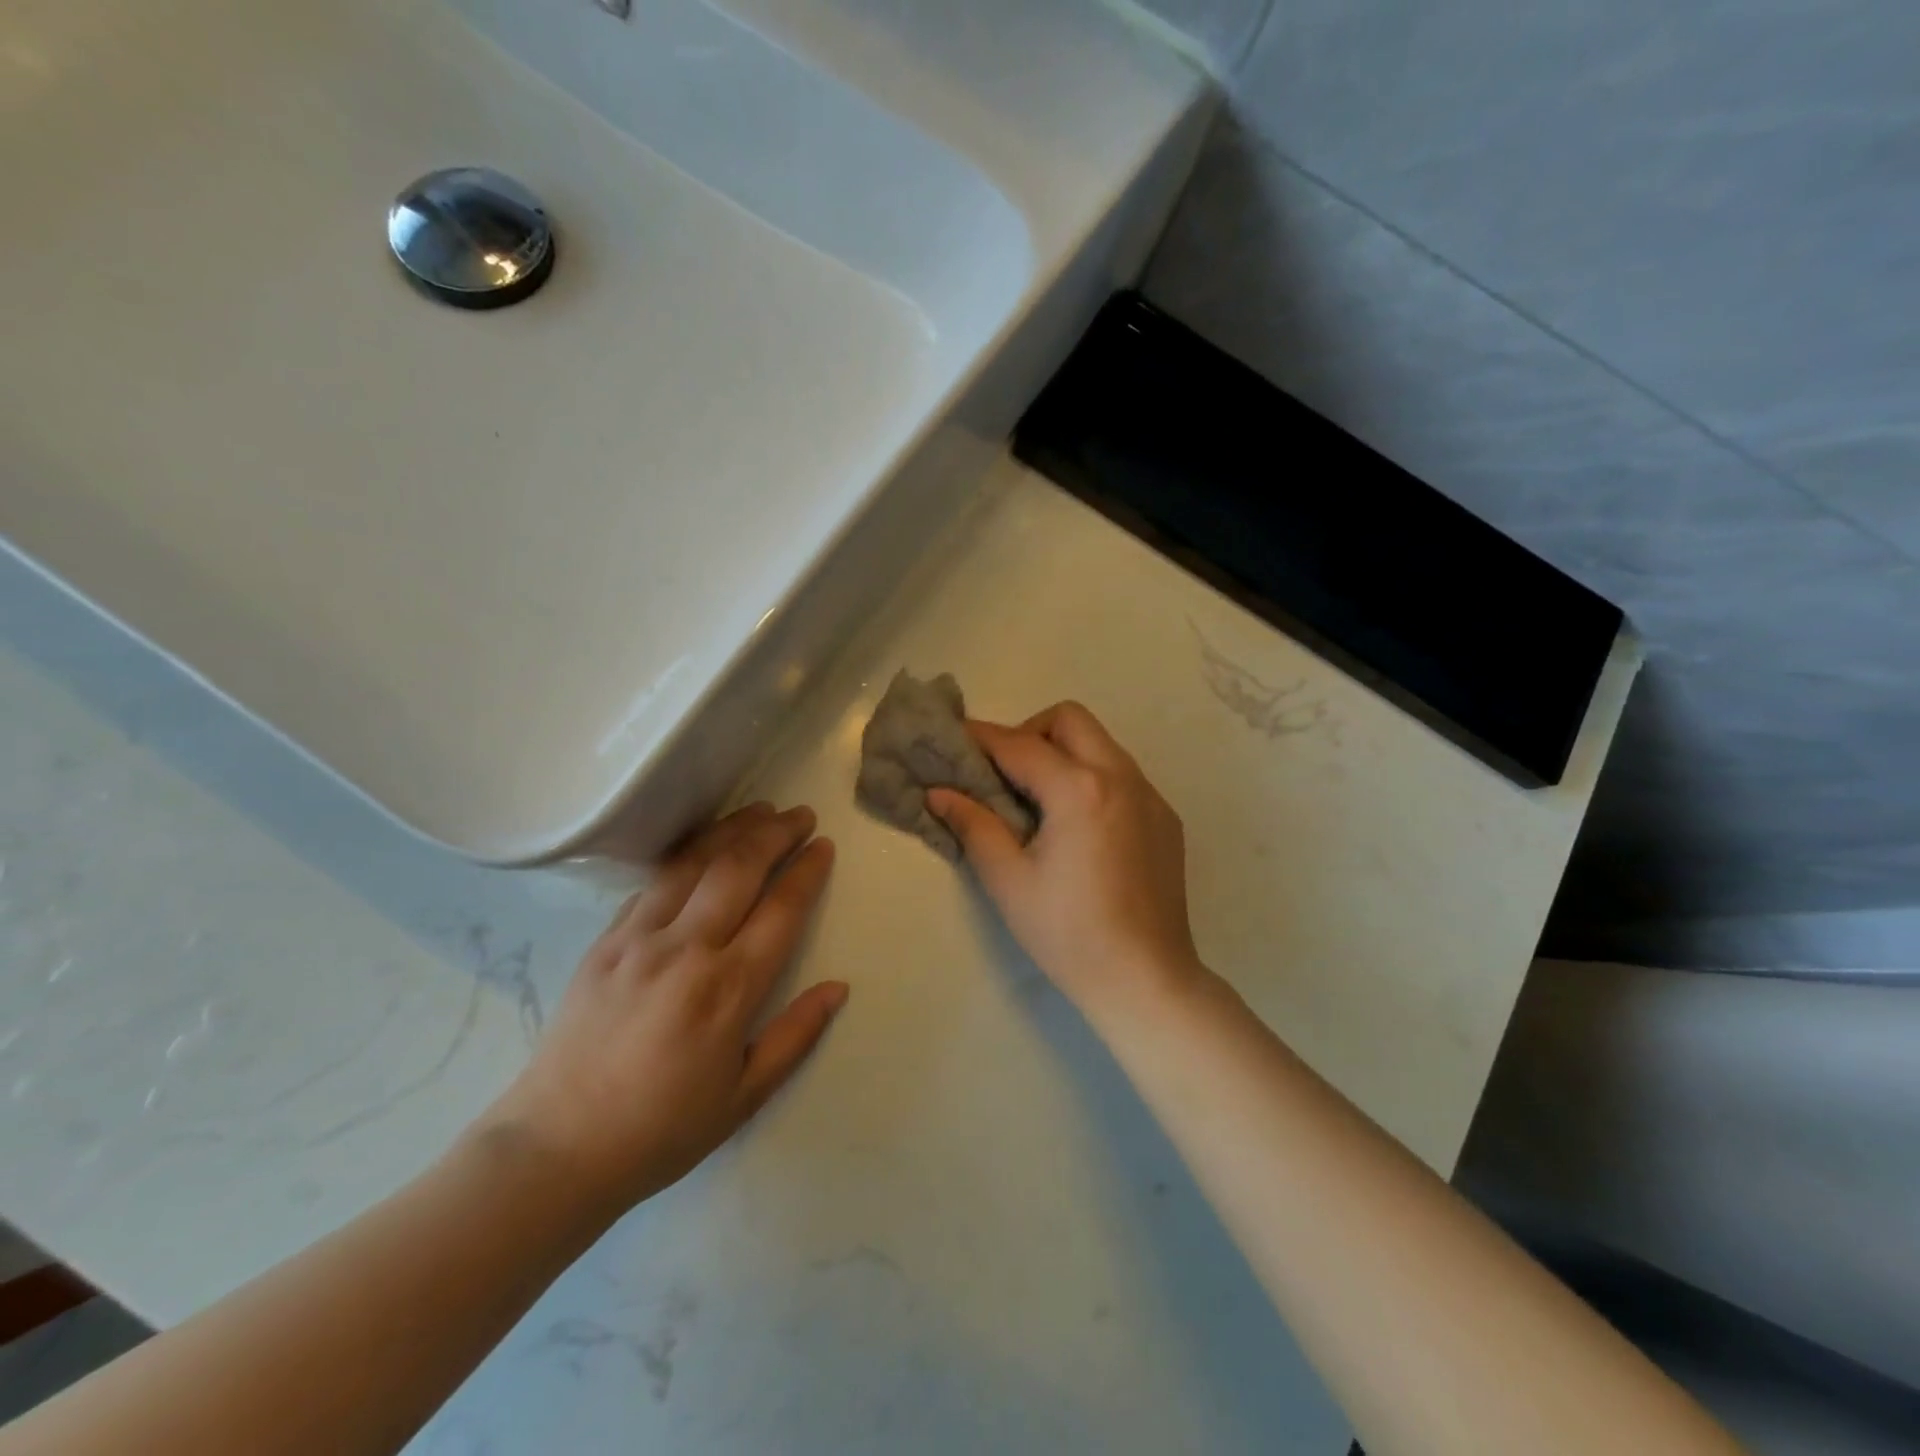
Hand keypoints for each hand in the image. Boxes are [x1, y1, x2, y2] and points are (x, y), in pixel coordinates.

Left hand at [481, 803, 845, 1216]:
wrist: (554, 1149)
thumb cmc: (661, 1129)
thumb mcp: (743, 1096)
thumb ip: (795, 1036)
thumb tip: (838, 988)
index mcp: (727, 989)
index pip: (781, 910)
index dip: (807, 871)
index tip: (824, 846)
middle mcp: (686, 949)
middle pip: (739, 869)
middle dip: (776, 833)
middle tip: (801, 815)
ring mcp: (639, 939)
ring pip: (693, 863)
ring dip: (731, 830)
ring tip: (760, 811)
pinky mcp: (605, 941)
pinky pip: (652, 883)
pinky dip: (685, 855)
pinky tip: (701, 847)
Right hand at [928, 702, 1205, 1024]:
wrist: (1146, 979)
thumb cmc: (1068, 933)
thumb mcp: (1008, 880)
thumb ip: (973, 824)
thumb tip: (938, 792)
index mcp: (1079, 789)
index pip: (1019, 744)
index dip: (980, 737)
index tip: (953, 737)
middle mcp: (1121, 777)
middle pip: (1069, 720)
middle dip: (1029, 732)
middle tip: (1005, 774)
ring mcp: (1150, 795)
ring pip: (1100, 743)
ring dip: (1063, 753)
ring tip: (1038, 799)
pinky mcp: (1165, 818)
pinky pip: (1122, 774)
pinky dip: (1091, 778)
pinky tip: (1078, 826)